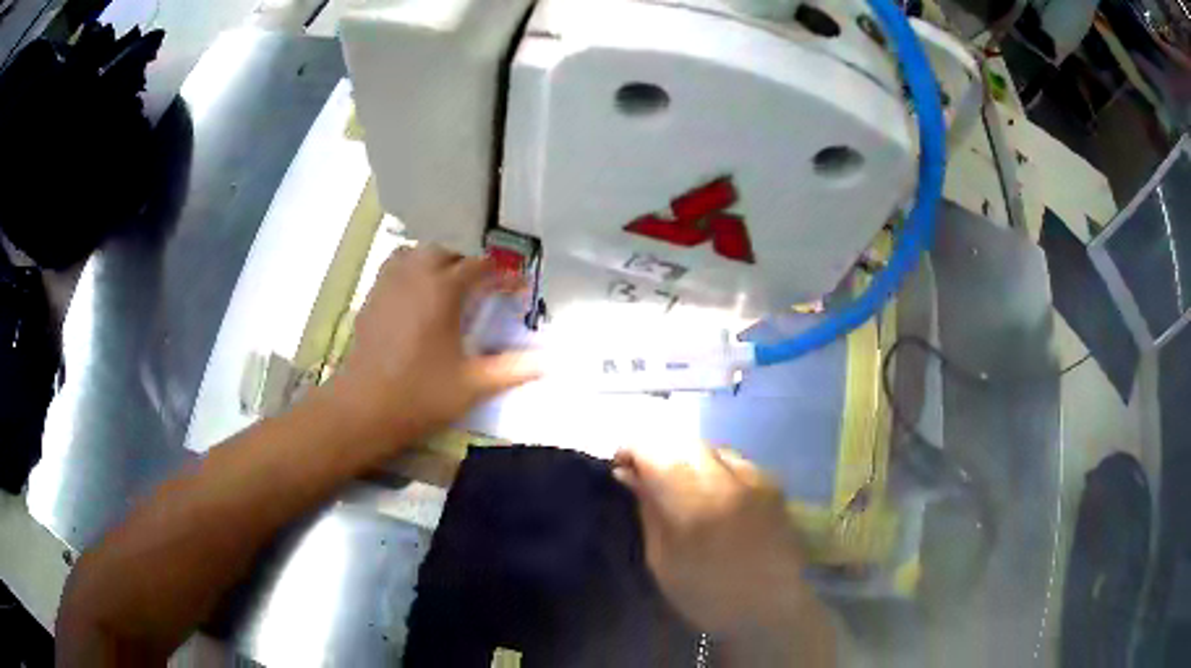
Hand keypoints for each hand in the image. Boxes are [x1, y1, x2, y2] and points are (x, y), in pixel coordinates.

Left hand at [321, 245, 539, 451]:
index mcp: (444, 289)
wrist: (365, 407)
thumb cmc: (421, 394)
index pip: (482, 268)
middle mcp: (416, 275)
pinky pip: (395, 267)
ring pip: (417, 254)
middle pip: (447, 253)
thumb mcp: (473, 384)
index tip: (518, 291)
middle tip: (482, 291)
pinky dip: (411, 271)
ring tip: (448, 287)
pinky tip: (416, 298)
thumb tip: (548, 362)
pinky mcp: (372, 297)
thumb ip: (512, 369)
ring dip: (437, 263)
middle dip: (469, 266)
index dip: (504, 277)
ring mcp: (389, 283)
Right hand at [614, 444, 834, 665]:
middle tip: (641, 472)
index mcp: (697, 505)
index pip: (657, 451)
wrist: (773, 610)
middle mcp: (730, 479)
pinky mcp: (772, 483)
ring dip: (685, 456)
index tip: (618, 463)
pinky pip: (733, 459)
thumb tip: (627, 473)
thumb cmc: (708, 596)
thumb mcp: (663, 562)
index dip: (632, 448)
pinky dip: (711, 465)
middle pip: (684, 441)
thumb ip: (648, 511)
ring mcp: (756, 477)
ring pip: (710, 446)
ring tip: (674, 481)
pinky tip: (707, 491)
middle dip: (658, 449)